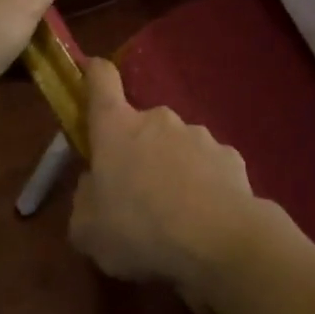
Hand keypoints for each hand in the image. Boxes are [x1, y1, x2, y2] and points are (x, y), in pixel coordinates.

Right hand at [67, 57, 286, 294]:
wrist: (219, 241)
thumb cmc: (139, 230)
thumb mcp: (87, 230)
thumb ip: (85, 199)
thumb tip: (93, 185)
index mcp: (117, 128)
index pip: (102, 80)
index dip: (94, 73)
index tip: (91, 72)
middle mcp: (159, 120)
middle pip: (141, 125)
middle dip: (137, 151)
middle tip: (135, 193)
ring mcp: (199, 135)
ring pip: (176, 146)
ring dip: (172, 169)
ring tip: (174, 214)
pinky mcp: (230, 155)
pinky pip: (207, 166)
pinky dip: (203, 185)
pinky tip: (204, 217)